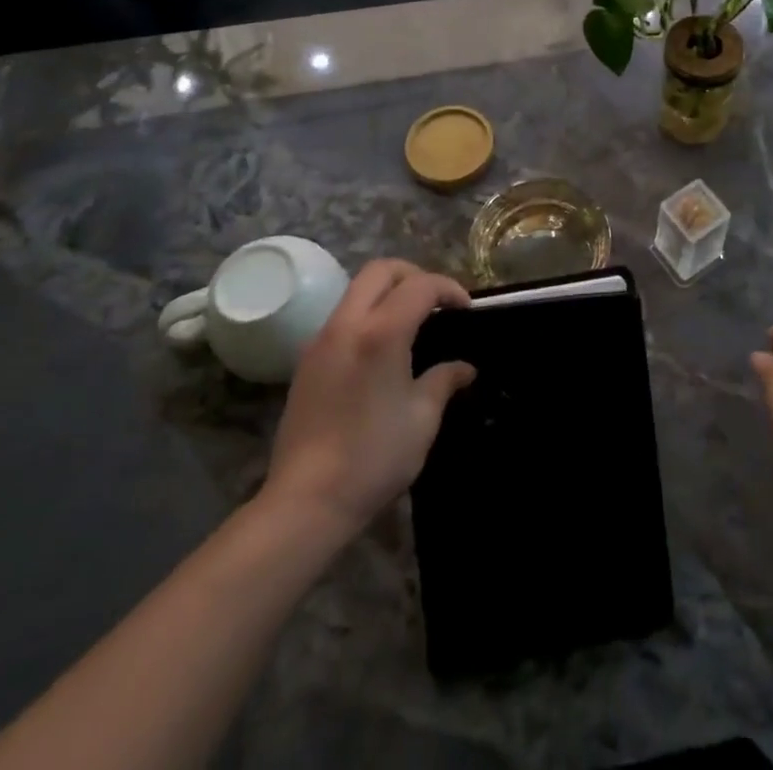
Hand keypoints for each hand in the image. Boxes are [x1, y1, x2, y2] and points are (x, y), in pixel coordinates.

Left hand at [257, 259, 474, 535]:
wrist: (306, 501)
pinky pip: (342, 316)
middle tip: (437, 302)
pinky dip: (368, 314)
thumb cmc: (374, 457)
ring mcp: (321, 340)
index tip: (466, 310)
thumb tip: (464, 367)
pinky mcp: (306, 360)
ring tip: (413, 322)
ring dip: (388, 292)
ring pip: (357, 290)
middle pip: (381, 270)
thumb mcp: (422, 418)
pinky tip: (382, 349)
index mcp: (381, 333)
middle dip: (414, 275)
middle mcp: (347, 324)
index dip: (449, 289)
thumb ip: (444, 380)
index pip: (420, 285)